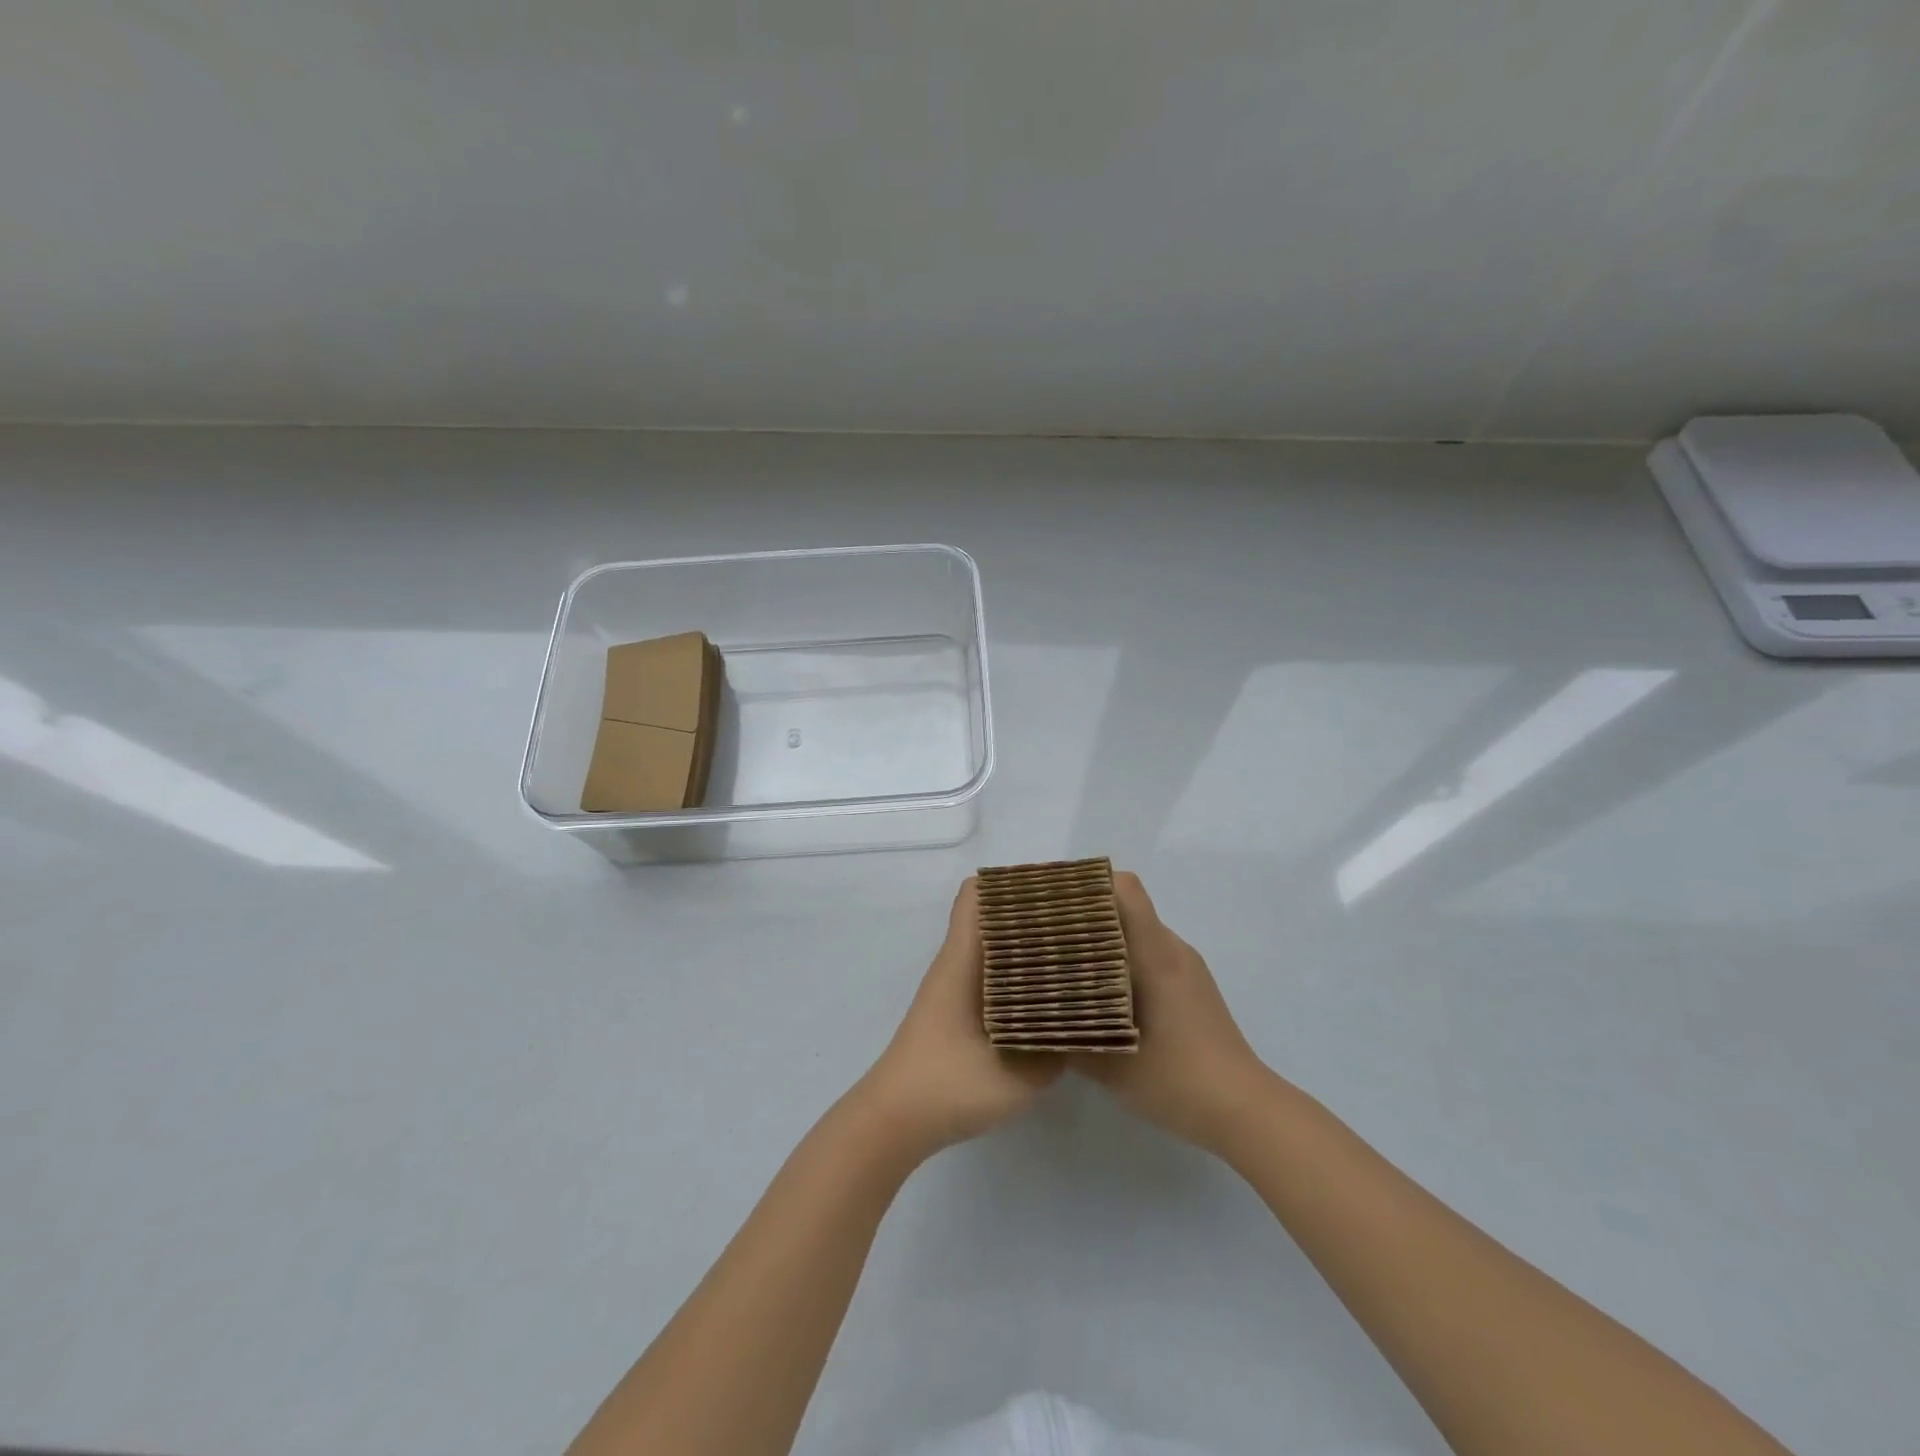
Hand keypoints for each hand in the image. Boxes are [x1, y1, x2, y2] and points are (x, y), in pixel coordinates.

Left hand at [854, 878, 1062, 1161]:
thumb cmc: (948, 1085)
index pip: (978, 894)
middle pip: (993, 917)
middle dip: (1034, 915)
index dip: (1016, 883)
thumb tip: (1088, 1022)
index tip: (1060, 890)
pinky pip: (993, 976)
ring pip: (994, 948)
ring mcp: (955, 988)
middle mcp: (957, 963)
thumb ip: (1056, 1046)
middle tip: (1083, 924)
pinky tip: (1052, 996)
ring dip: (1029, 946)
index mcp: (964, 958)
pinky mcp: (958, 1012)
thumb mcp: (1016, 1073)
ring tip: (1077, 954)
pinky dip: (1020, 975)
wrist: (895, 1120)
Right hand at [1073, 872, 1269, 1153]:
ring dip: (1104, 942)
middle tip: (1046, 936)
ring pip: (1138, 934)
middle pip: (1126, 908)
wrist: (1245, 1111)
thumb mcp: (1112, 1066)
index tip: (1054, 900)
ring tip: (1067, 965)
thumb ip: (1068, 1040)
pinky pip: (1151, 955)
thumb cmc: (1178, 1079)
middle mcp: (1172, 949)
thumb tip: (1030, 1023)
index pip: (1126, 889)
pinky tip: (1103, 996)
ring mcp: (1186, 968)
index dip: (1089, 884)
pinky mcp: (1192, 987)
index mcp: (1156, 954)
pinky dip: (1123, 962)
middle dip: (1085, 916)